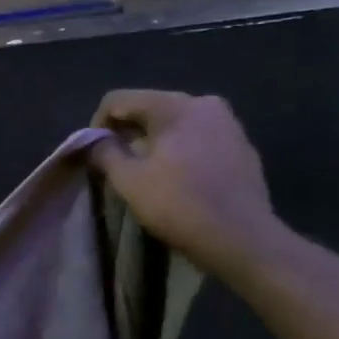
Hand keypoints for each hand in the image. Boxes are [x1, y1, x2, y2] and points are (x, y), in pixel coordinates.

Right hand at [90, 91, 280, 281]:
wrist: (243, 239)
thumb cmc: (180, 206)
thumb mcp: (129, 182)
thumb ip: (105, 153)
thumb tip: (96, 142)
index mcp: (174, 105)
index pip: (119, 99)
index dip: (97, 124)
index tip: (94, 154)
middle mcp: (204, 103)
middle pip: (150, 107)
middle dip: (128, 132)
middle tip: (117, 164)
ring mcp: (228, 123)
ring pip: (177, 123)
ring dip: (156, 141)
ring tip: (148, 172)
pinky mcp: (242, 146)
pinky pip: (200, 138)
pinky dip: (183, 150)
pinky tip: (180, 178)